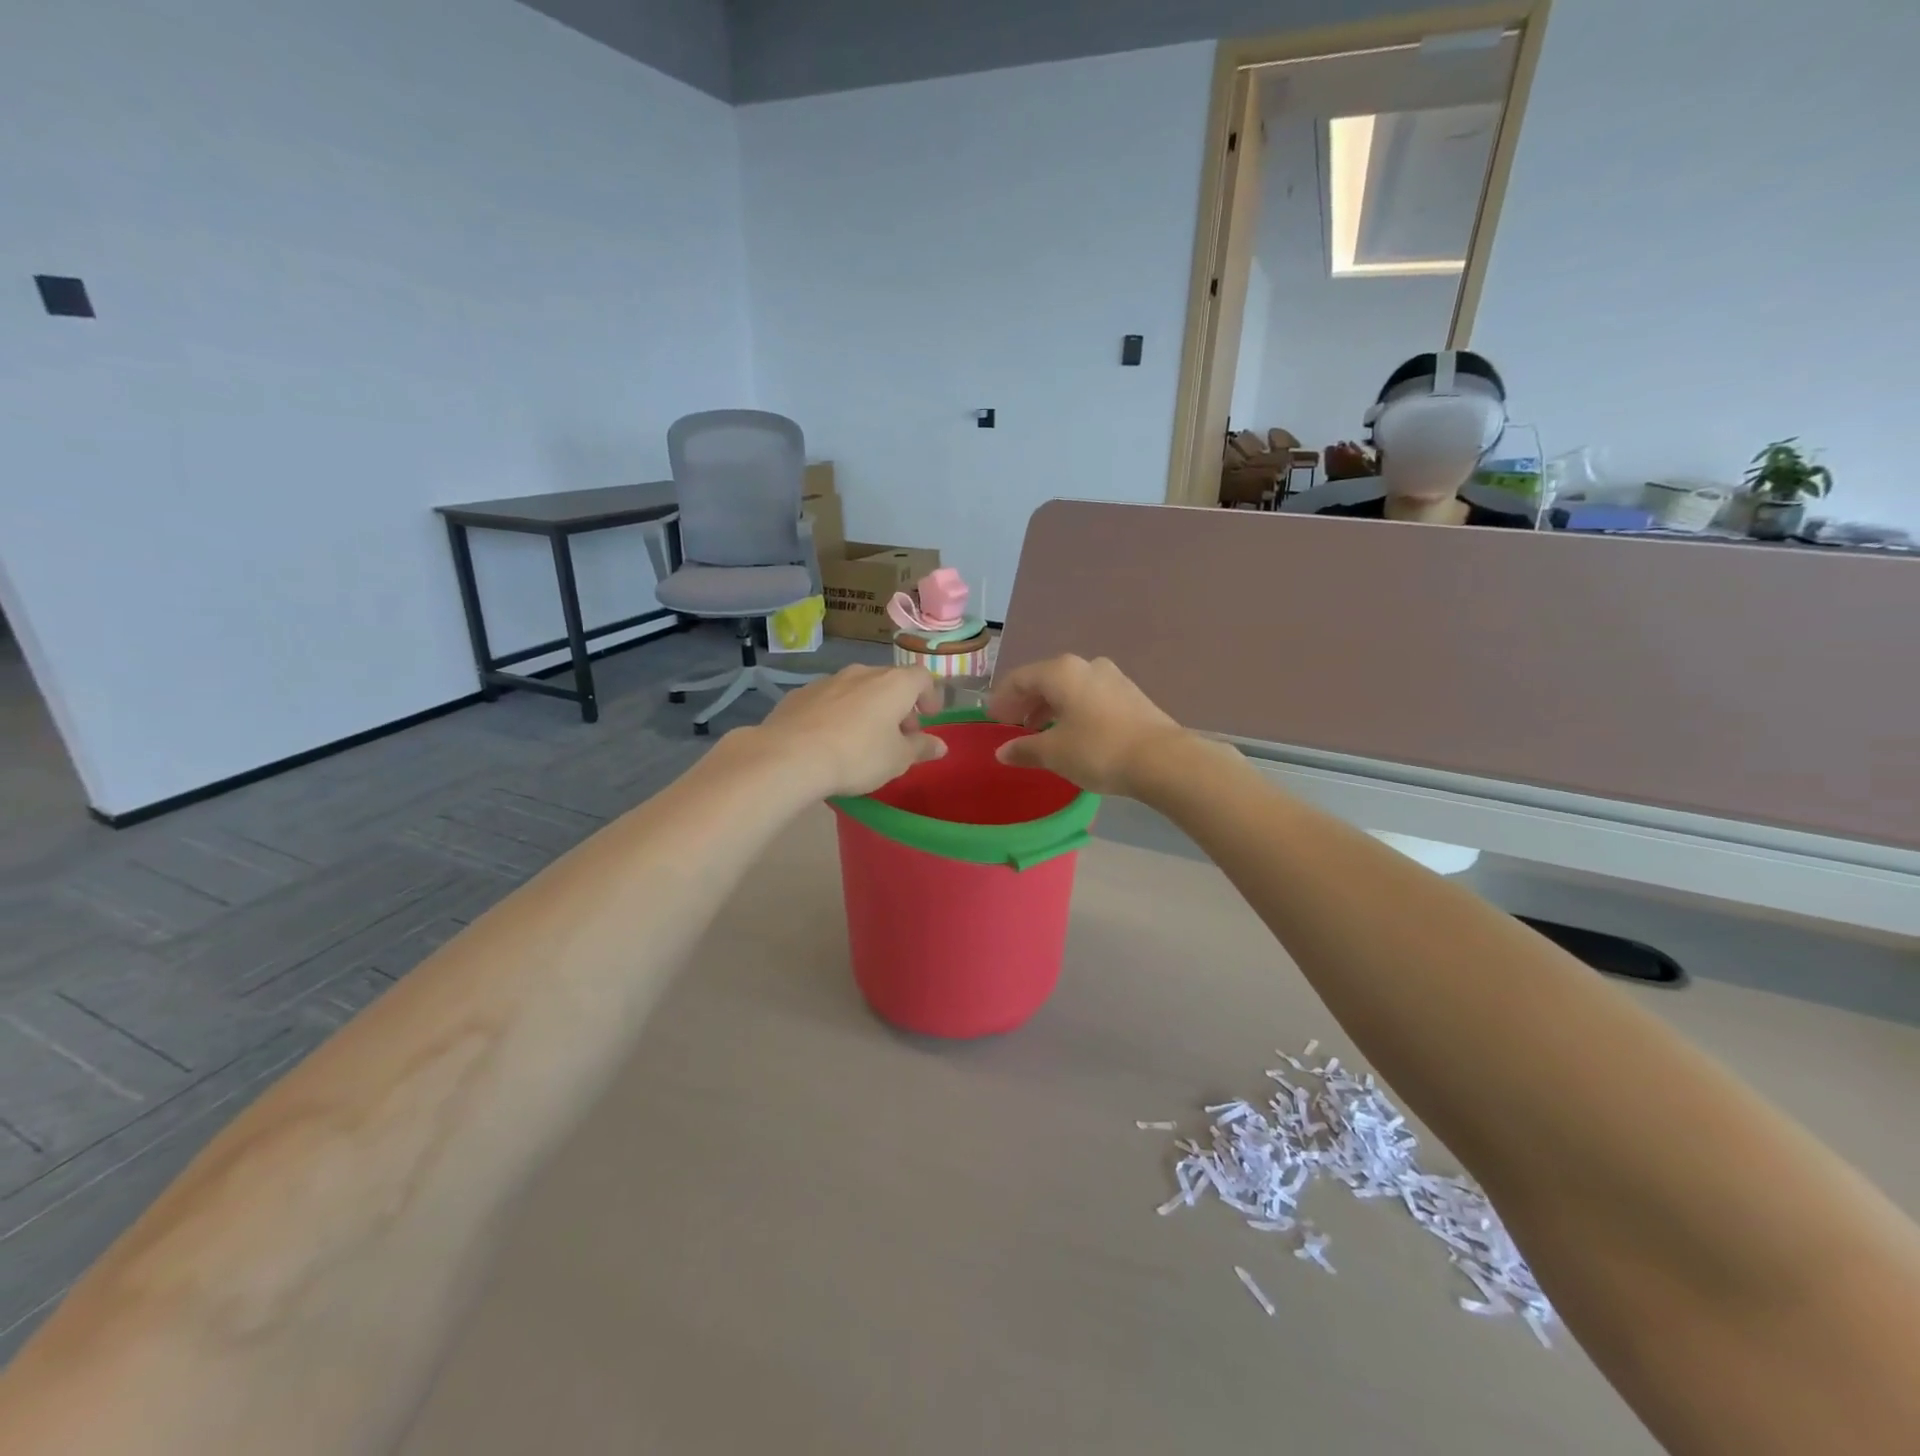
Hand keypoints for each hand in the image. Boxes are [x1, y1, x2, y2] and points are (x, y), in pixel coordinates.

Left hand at [756, 664, 945, 797]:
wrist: (790, 755)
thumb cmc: (858, 755)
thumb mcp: (897, 759)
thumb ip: (921, 748)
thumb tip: (940, 745)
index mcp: (894, 684)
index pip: (922, 678)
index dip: (929, 696)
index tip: (929, 717)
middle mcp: (862, 673)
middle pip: (889, 682)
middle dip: (898, 705)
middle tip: (899, 734)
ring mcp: (828, 680)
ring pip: (858, 689)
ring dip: (868, 707)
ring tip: (864, 737)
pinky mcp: (800, 694)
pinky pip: (830, 700)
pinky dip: (838, 713)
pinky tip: (831, 738)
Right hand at [985, 655, 1187, 796]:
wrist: (1162, 759)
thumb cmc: (1098, 750)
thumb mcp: (1054, 753)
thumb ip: (1024, 749)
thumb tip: (1003, 751)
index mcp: (1061, 672)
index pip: (1019, 678)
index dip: (1001, 698)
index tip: (991, 718)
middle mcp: (1086, 666)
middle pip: (1045, 680)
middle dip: (1025, 702)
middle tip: (1011, 725)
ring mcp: (1112, 677)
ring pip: (1070, 688)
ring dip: (1050, 707)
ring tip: (1040, 732)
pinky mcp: (1130, 695)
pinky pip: (1090, 697)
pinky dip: (1073, 710)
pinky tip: (1072, 732)